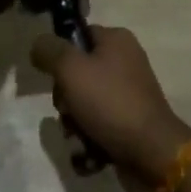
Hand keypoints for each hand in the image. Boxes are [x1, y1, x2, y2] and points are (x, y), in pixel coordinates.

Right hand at [29, 26, 190, 191]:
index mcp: (116, 40)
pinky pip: (99, 128)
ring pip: (86, 104)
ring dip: (75, 125)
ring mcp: (129, 96)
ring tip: (78, 138)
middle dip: (66, 99)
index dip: (61, 56)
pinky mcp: (130, 125)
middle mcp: (125, 63)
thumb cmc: (110, 102)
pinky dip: (90, 142)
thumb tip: (38, 44)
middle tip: (67, 112)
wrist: (152, 154)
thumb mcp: (71, 69)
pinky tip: (88, 154)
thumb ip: (49, 51)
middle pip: (79, 74)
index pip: (79, 36)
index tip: (55, 77)